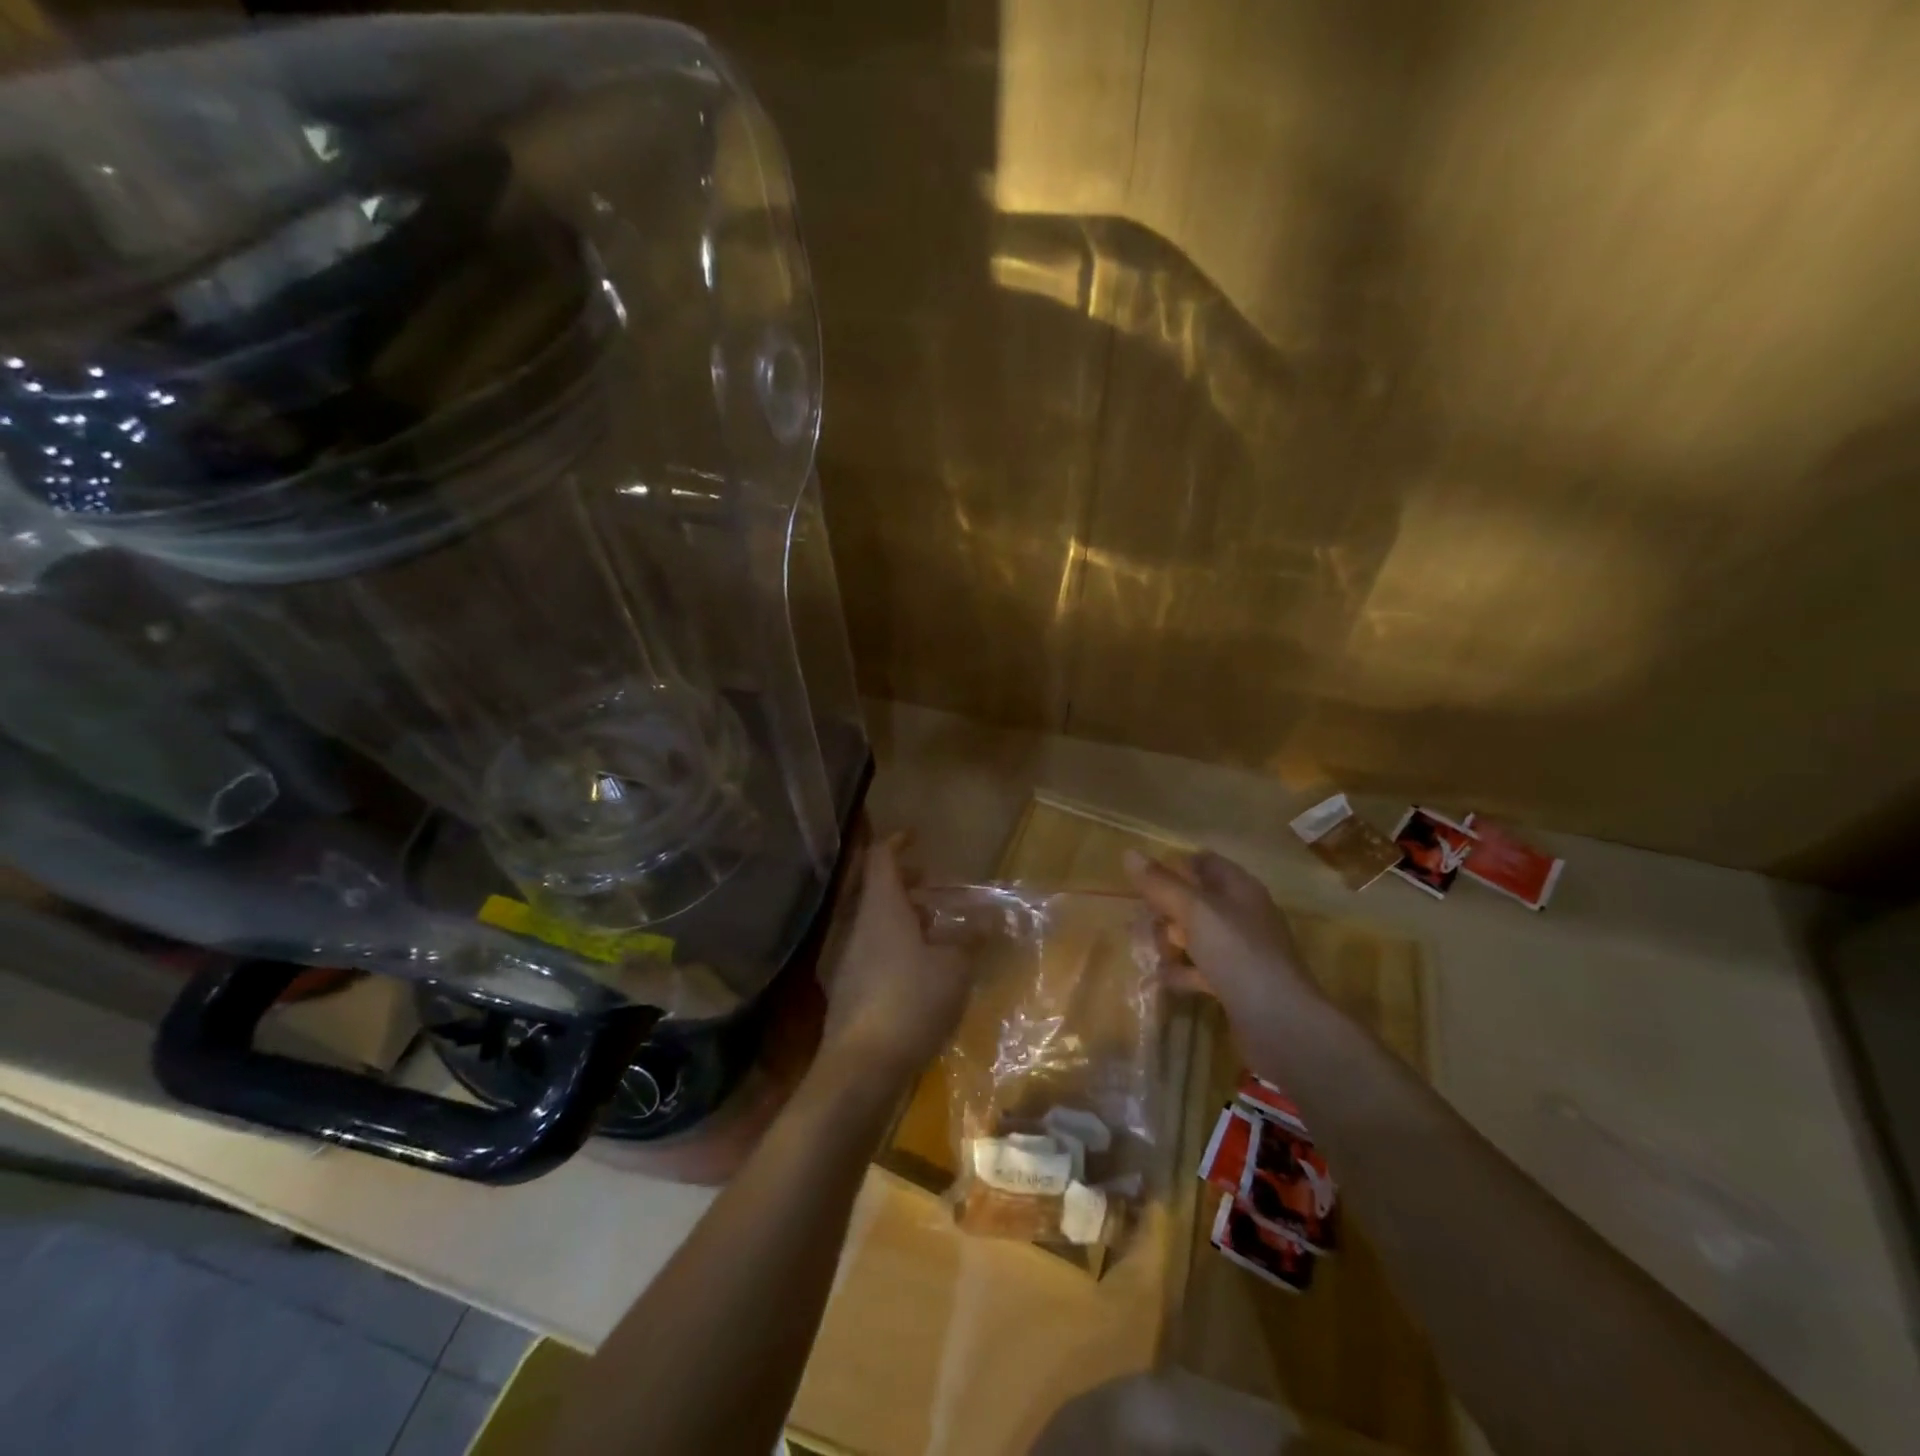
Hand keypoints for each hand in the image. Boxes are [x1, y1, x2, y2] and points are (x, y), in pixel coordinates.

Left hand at [818, 840, 971, 1087]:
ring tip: (934, 927)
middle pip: (876, 889)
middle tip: (933, 885)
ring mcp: (847, 957)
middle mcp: (857, 925)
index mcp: (881, 908)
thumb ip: (970, 939)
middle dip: (904, 882)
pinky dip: (894, 942)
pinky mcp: (846, 986)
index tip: (916, 837)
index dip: (897, 842)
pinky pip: (871, 947)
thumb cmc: (911, 1001)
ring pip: (874, 920)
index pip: (880, 858)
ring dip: (902, 915)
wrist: (862, 1066)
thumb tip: (986, 920)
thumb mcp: (954, 967)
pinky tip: (919, 965)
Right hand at [1123, 848, 1319, 1019]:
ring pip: (1196, 936)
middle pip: (1196, 900)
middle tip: (1138, 920)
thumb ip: (1161, 884)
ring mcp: (1240, 952)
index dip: (1174, 867)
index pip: (1204, 863)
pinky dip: (1180, 971)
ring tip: (1143, 949)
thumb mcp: (1196, 912)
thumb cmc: (1238, 954)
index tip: (1142, 881)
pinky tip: (1160, 978)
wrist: (1281, 1024)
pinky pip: (1200, 969)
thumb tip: (1129, 853)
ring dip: (1169, 941)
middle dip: (1165, 908)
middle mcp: (1242, 915)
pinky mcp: (1235, 984)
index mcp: (1239, 889)